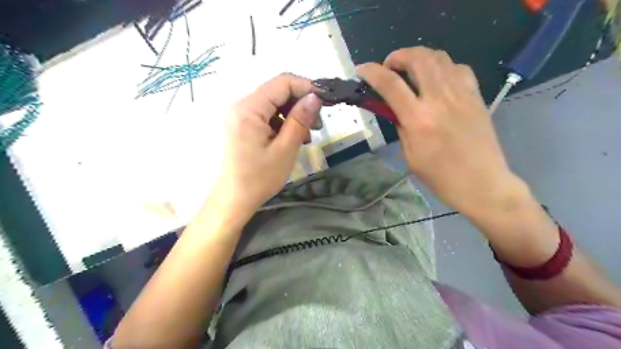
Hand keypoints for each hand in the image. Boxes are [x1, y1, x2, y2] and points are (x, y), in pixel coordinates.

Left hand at [210, 72, 322, 216]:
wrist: (234, 199)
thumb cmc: (259, 178)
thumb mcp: (285, 149)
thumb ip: (300, 120)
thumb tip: (315, 97)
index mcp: (249, 108)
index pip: (282, 82)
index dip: (307, 87)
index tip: (325, 102)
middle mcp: (241, 105)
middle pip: (278, 91)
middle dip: (301, 104)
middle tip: (317, 125)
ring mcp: (240, 115)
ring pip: (274, 104)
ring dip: (293, 115)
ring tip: (305, 136)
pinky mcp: (242, 125)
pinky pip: (266, 115)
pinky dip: (282, 123)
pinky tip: (292, 138)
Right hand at [356, 47, 525, 215]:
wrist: (481, 183)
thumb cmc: (440, 176)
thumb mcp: (410, 154)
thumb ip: (401, 126)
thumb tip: (394, 108)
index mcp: (419, 119)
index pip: (390, 84)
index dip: (372, 72)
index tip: (362, 69)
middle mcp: (440, 100)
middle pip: (418, 59)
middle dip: (398, 55)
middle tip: (390, 65)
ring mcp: (461, 94)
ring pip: (439, 57)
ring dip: (419, 56)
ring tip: (411, 68)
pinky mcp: (476, 96)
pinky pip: (458, 68)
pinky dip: (442, 66)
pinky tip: (437, 78)